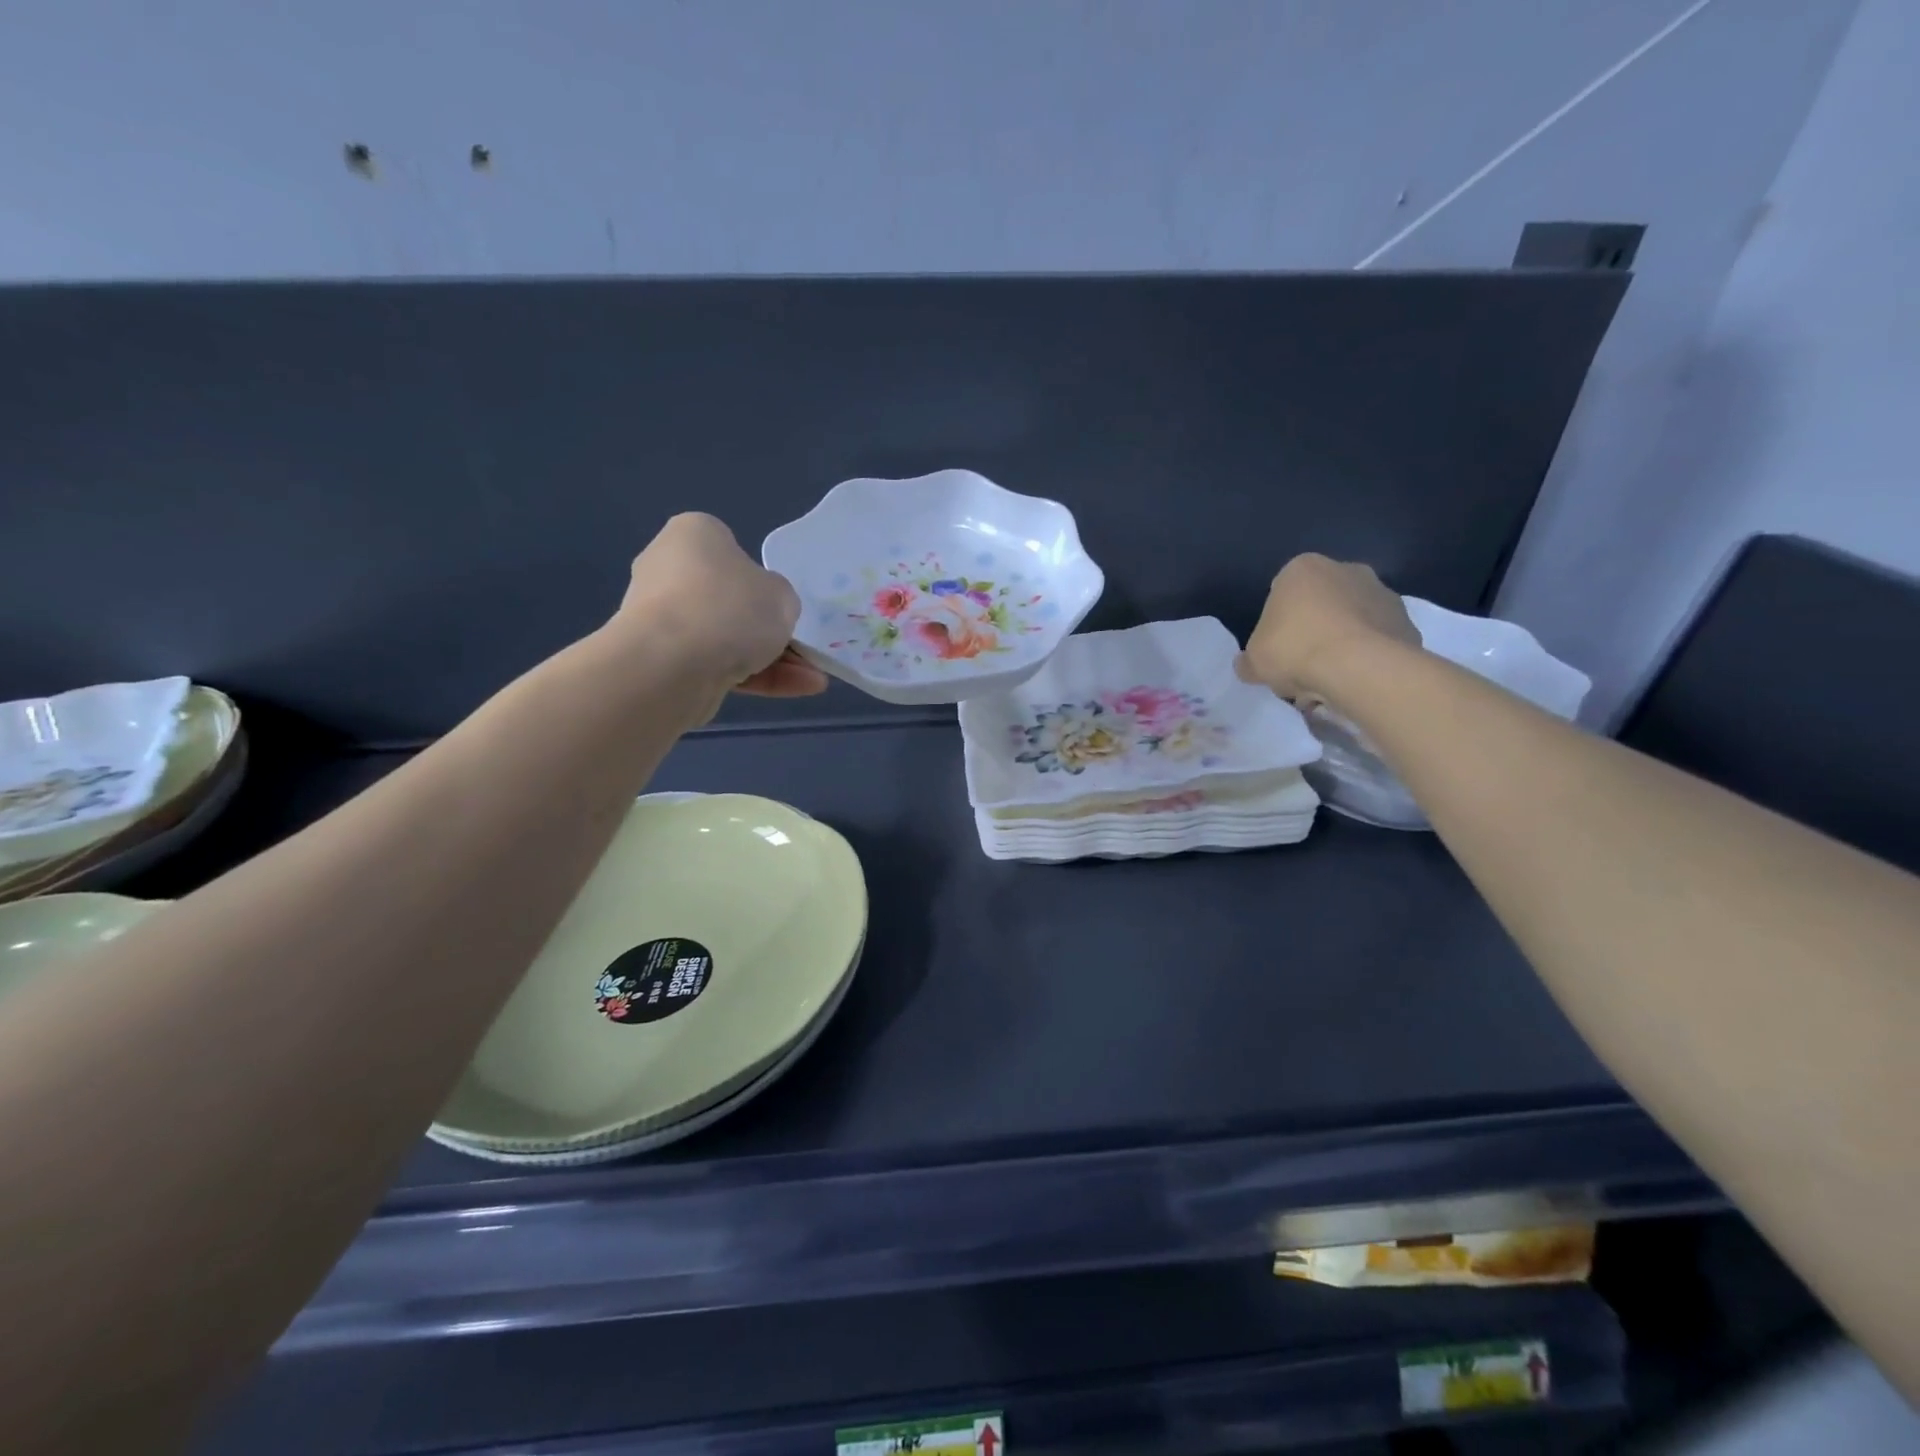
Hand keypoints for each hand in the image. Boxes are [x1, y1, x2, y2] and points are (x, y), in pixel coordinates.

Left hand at [615, 513, 828, 701]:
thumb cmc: (731, 607)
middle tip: (803, 648)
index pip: (730, 550)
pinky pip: (716, 665)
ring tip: (812, 680)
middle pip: (729, 600)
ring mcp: (660, 619)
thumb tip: (764, 611)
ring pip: (726, 638)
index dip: (760, 579)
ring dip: (771, 659)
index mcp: (692, 535)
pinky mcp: (661, 661)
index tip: (780, 602)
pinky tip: (795, 689)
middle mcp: (667, 570)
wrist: (672, 665)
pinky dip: (754, 677)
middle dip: (767, 628)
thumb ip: (779, 599)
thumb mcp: (782, 595)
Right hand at [1234, 554, 1419, 703]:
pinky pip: (1378, 640)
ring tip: (1331, 680)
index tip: (1277, 649)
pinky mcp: (1407, 620)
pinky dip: (1368, 656)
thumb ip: (1249, 660)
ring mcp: (1382, 593)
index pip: (1282, 592)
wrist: (1360, 667)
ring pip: (1353, 620)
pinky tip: (1356, 681)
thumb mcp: (1254, 661)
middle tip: (1302, 665)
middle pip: (1322, 602)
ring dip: (1343, 643)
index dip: (1277, 623)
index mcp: (1303, 568)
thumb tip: (1247, 665)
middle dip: (1314, 628)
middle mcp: (1346, 569)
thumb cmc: (1295, 650)